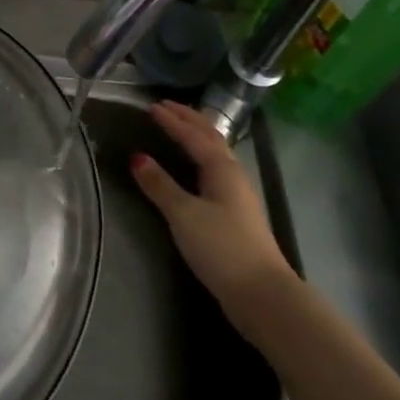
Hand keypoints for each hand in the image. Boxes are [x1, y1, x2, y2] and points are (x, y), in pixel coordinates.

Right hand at [130, 100, 294, 322]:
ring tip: (181, 128)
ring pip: (217, 153)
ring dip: (198, 136)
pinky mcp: (237, 214)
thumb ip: (159, 185)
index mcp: (221, 169)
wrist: (262, 293)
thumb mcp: (183, 214)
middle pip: (211, 138)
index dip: (172, 120)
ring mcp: (238, 195)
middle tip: (167, 106)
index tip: (151, 106)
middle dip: (189, 119)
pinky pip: (216, 170)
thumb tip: (137, 157)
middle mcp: (233, 175)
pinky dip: (202, 157)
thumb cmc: (221, 247)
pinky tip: (195, 169)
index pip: (193, 135)